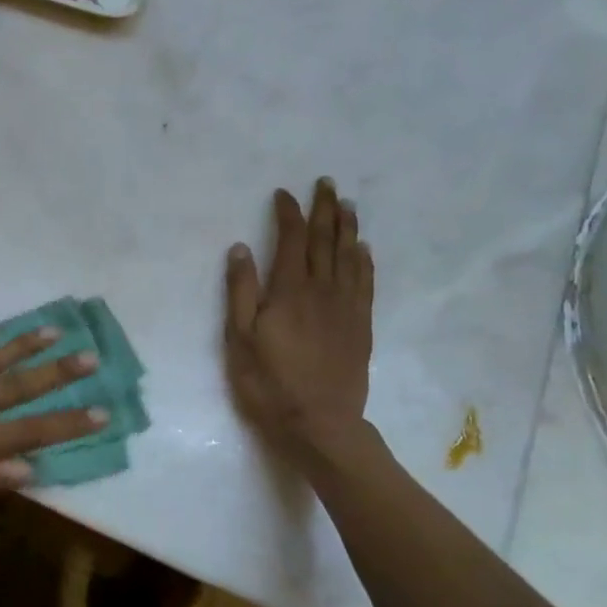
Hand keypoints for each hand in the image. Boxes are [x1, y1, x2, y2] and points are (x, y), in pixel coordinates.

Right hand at [225, 179, 374, 455]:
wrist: (321, 424)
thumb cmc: (270, 384)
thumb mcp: (240, 340)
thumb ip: (241, 292)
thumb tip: (241, 249)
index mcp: (290, 291)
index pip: (291, 240)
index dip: (288, 213)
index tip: (284, 194)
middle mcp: (322, 290)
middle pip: (325, 240)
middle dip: (324, 209)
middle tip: (327, 183)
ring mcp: (346, 307)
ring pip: (349, 256)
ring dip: (347, 227)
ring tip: (348, 204)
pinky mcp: (361, 325)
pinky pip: (365, 282)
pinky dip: (364, 260)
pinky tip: (363, 249)